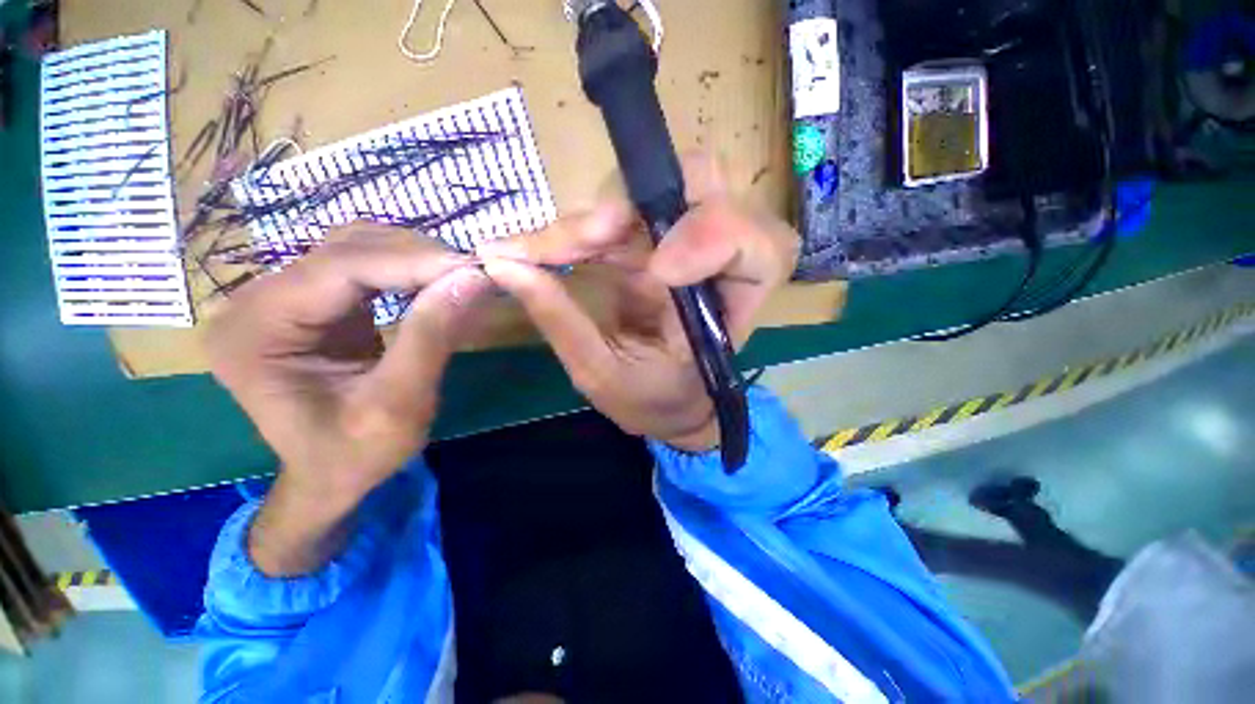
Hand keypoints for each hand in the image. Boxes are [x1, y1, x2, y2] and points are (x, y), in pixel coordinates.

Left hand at [207, 225, 490, 573]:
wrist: (331, 476)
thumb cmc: (356, 455)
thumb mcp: (399, 403)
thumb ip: (431, 336)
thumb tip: (473, 278)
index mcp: (255, 331)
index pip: (340, 269)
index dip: (413, 262)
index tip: (475, 269)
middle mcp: (255, 301)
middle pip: (346, 249)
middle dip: (418, 256)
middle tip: (475, 274)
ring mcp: (280, 296)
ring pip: (356, 248)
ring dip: (415, 258)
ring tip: (461, 277)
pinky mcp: (310, 302)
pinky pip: (362, 266)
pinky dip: (407, 270)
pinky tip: (436, 283)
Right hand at [478, 156, 798, 451]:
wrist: (666, 404)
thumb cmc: (653, 401)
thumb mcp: (605, 375)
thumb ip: (562, 321)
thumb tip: (504, 263)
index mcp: (732, 306)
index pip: (759, 244)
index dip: (713, 236)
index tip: (658, 270)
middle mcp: (715, 263)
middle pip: (704, 184)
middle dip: (638, 203)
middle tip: (584, 240)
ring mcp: (680, 243)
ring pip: (653, 188)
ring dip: (596, 217)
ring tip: (545, 251)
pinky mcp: (650, 241)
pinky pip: (619, 210)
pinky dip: (579, 227)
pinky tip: (545, 248)